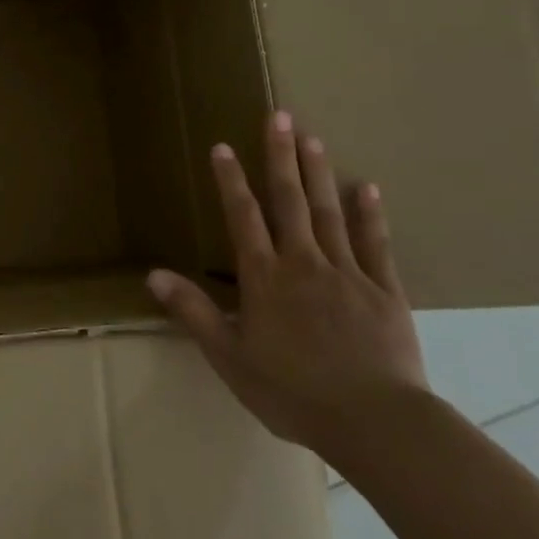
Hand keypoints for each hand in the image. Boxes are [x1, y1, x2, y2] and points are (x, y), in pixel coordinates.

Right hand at [146, 111, 428, 456]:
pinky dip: (371, 215)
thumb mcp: (229, 357)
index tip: (223, 147)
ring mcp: (348, 273)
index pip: (243, 217)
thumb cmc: (292, 392)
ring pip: (330, 212)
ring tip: (313, 138)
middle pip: (289, 201)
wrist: (374, 422)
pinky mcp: (385, 292)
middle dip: (280, 157)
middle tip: (280, 116)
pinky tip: (368, 188)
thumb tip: (153, 275)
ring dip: (319, 173)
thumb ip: (193, 311)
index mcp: (265, 278)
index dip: (230, 181)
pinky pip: (376, 245)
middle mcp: (303, 263)